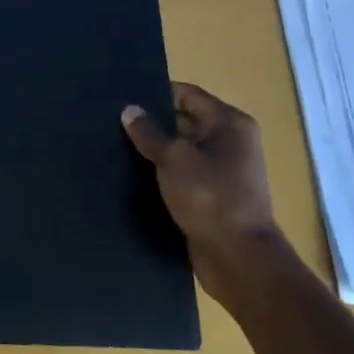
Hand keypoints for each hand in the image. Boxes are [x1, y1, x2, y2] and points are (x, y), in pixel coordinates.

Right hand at [122, 82, 276, 252]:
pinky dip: (164, 175)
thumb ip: (149, 132)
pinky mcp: (215, 197)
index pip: (186, 94)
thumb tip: (129, 110)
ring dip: (156, 152)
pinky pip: (184, 176)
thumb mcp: (173, 158)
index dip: (155, 94)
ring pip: (182, 151)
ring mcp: (225, 172)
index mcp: (229, 123)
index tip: (123, 98)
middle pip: (184, 121)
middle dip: (153, 124)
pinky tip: (133, 177)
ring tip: (117, 148)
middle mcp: (232, 142)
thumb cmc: (210, 197)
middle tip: (113, 123)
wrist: (240, 260)